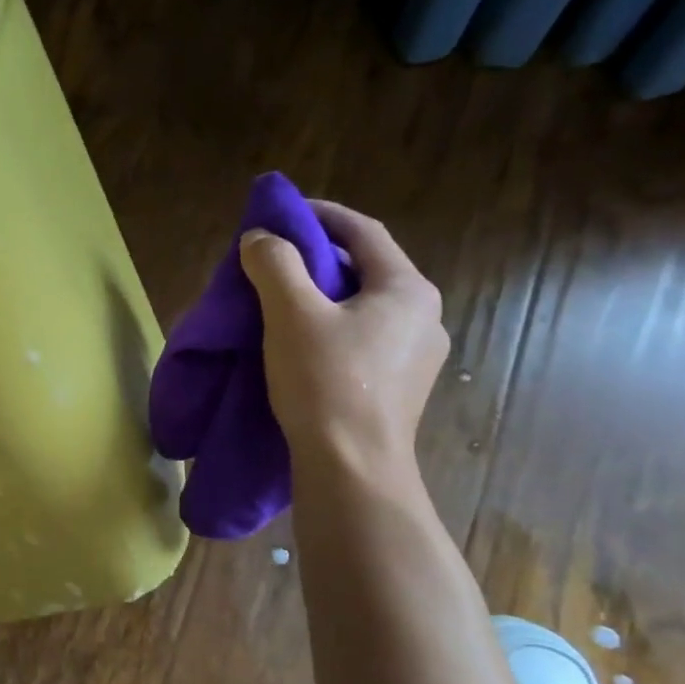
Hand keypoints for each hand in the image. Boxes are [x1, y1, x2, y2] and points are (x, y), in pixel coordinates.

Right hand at [239, 200, 447, 471]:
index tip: (282, 213)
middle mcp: (424, 317)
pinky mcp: (401, 389)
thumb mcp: (290, 314)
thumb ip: (275, 264)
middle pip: (365, 270)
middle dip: (318, 259)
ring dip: (323, 297)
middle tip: (274, 261)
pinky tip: (302, 346)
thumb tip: (261, 238)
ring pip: (363, 308)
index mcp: (407, 289)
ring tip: (281, 304)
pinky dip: (331, 329)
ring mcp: (417, 357)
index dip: (321, 215)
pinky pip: (363, 341)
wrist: (352, 470)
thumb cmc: (326, 383)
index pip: (363, 232)